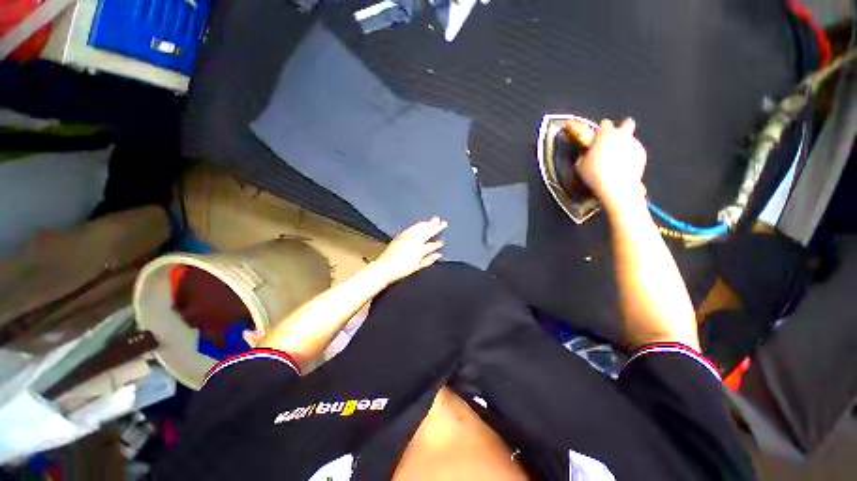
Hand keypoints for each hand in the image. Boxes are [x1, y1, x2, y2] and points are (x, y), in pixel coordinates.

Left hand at [372, 217, 446, 281]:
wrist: (385, 267)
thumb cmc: (401, 270)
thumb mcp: (417, 267)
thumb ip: (429, 260)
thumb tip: (439, 255)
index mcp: (420, 250)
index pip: (433, 245)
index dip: (439, 243)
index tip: (442, 241)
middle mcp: (414, 241)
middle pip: (428, 232)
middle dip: (437, 227)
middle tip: (444, 222)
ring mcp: (407, 236)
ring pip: (421, 227)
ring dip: (429, 223)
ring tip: (435, 219)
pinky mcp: (401, 235)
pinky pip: (413, 227)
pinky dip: (419, 224)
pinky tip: (422, 223)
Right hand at [575, 118, 646, 211]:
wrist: (615, 187)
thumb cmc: (594, 174)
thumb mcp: (580, 165)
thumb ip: (585, 155)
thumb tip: (586, 154)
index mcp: (605, 135)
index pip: (604, 124)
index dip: (601, 130)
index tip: (597, 138)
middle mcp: (621, 135)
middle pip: (627, 123)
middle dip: (623, 128)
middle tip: (616, 138)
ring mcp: (634, 144)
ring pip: (630, 141)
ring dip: (624, 147)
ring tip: (615, 162)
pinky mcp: (642, 155)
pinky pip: (634, 153)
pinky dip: (630, 158)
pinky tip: (622, 169)